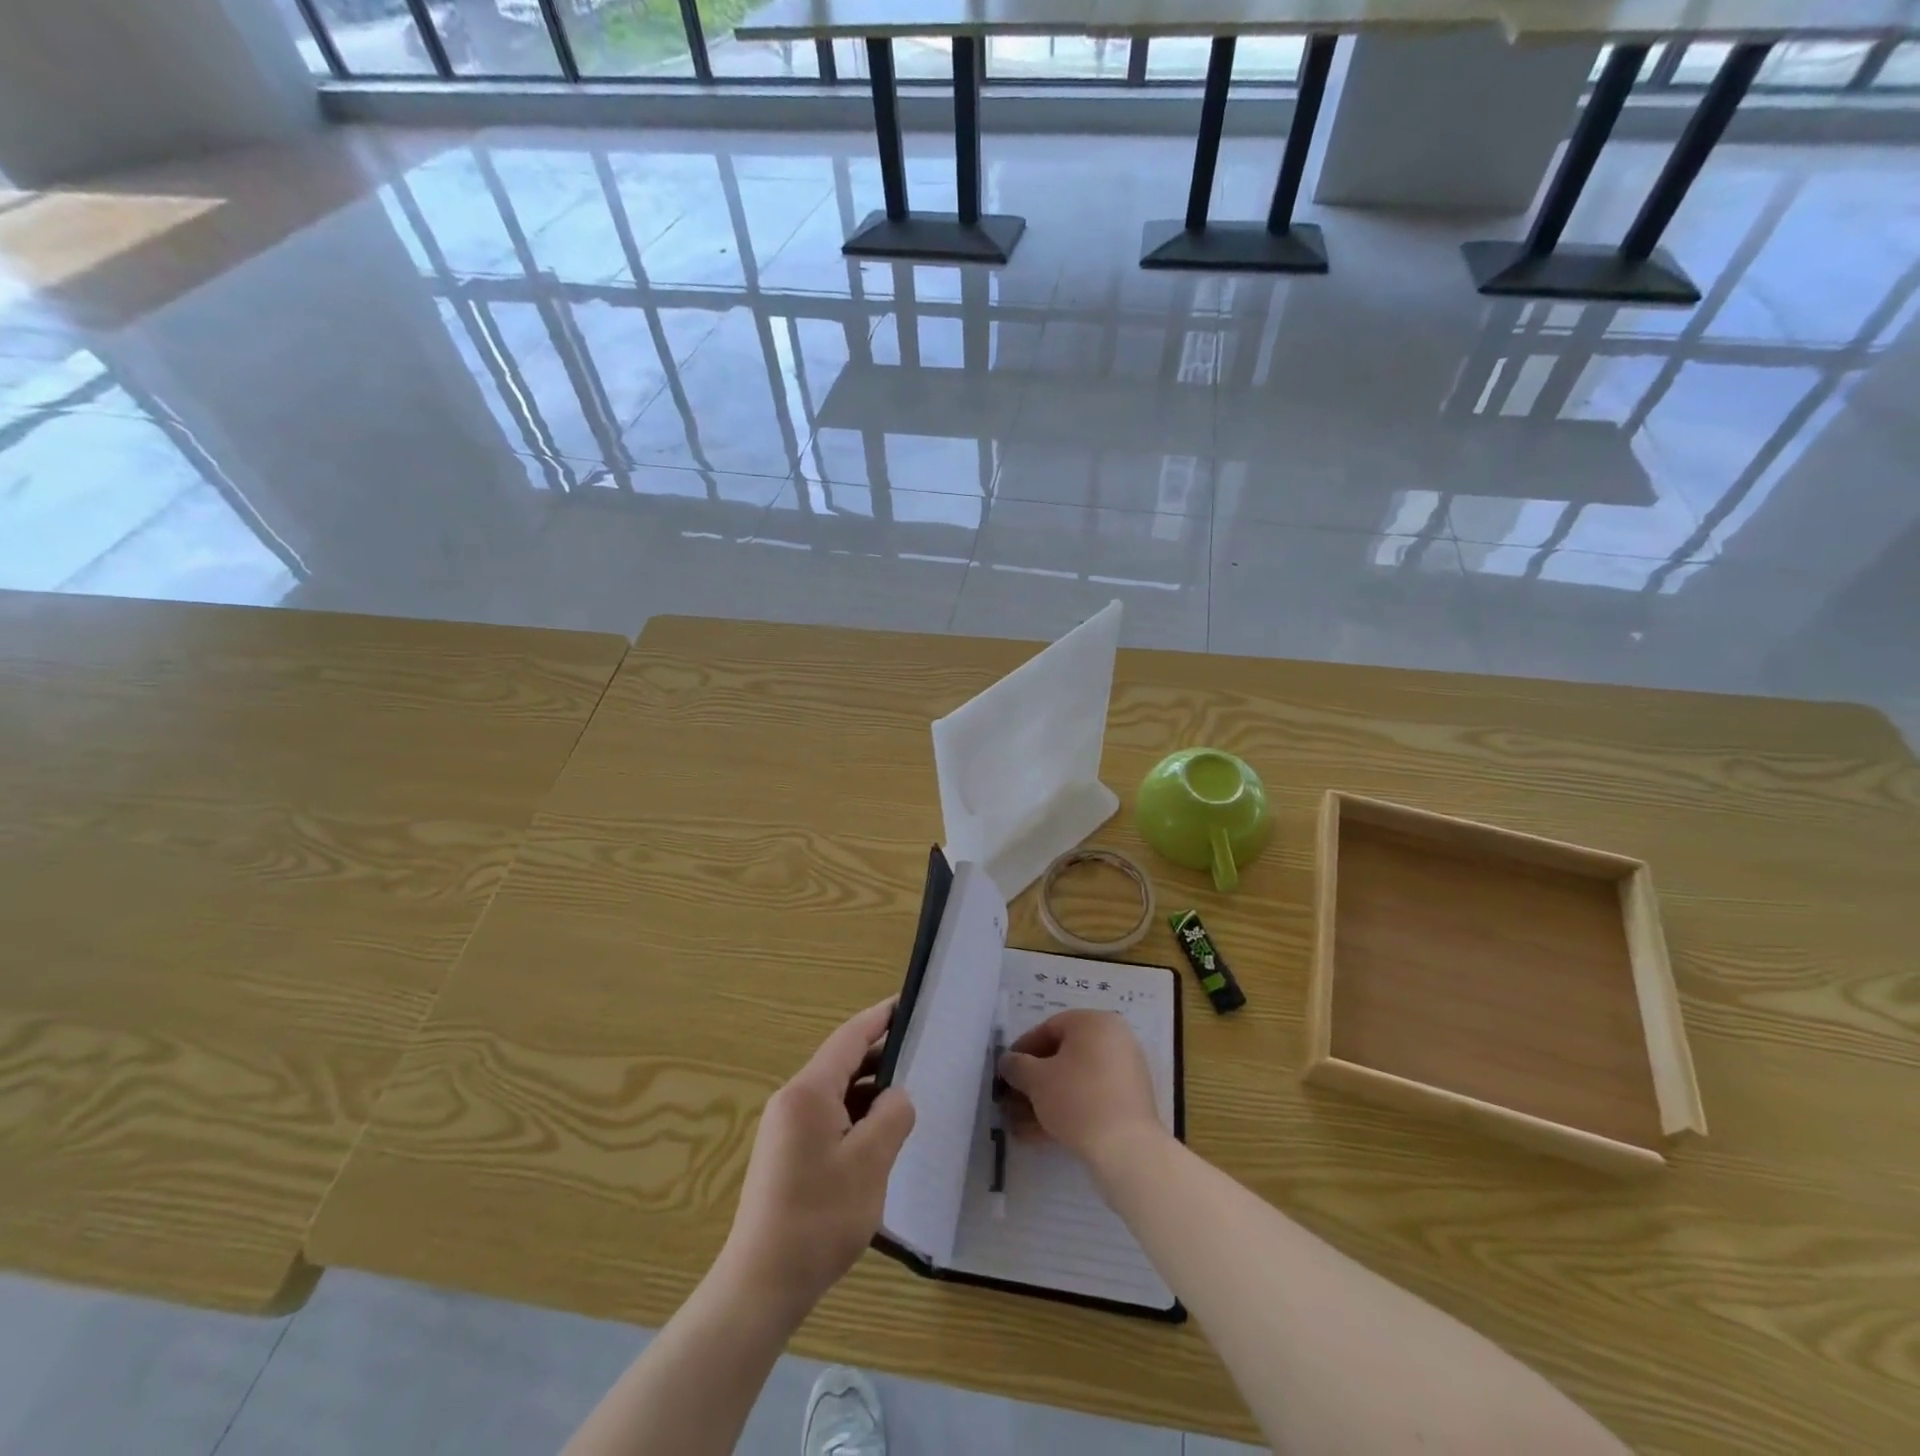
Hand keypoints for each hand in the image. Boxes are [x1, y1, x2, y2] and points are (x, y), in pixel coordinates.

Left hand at [717, 999, 914, 1325]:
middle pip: (842, 1063)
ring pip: (836, 1093)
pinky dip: (855, 1116)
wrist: (762, 1285)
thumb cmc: (820, 1217)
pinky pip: (827, 1118)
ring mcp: (785, 1128)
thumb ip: (892, 1115)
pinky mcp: (786, 1154)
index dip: (880, 1017)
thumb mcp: (871, 1162)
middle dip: (880, 1055)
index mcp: (809, 1092)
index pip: (850, 1037)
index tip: (906, 1001)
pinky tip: (878, 1136)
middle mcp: (792, 1100)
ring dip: (869, 1090)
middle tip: (921, 1052)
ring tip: (907, 1096)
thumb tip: (896, 1096)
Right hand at [997, 1009, 1165, 1170]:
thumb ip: (1017, 1066)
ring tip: (1019, 1125)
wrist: (1127, 1149)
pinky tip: (1039, 1135)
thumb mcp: (1037, 1079)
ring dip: (1044, 1101)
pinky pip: (1090, 1099)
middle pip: (1062, 1057)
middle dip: (1032, 1082)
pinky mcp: (1128, 1103)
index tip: (1006, 1071)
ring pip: (1074, 1082)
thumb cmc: (1078, 1099)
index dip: (1022, 1050)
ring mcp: (1124, 1073)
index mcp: (1095, 1023)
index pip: (1049, 1028)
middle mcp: (1114, 1040)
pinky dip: (1066, 1111)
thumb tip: (1008, 1062)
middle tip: (1010, 1101)